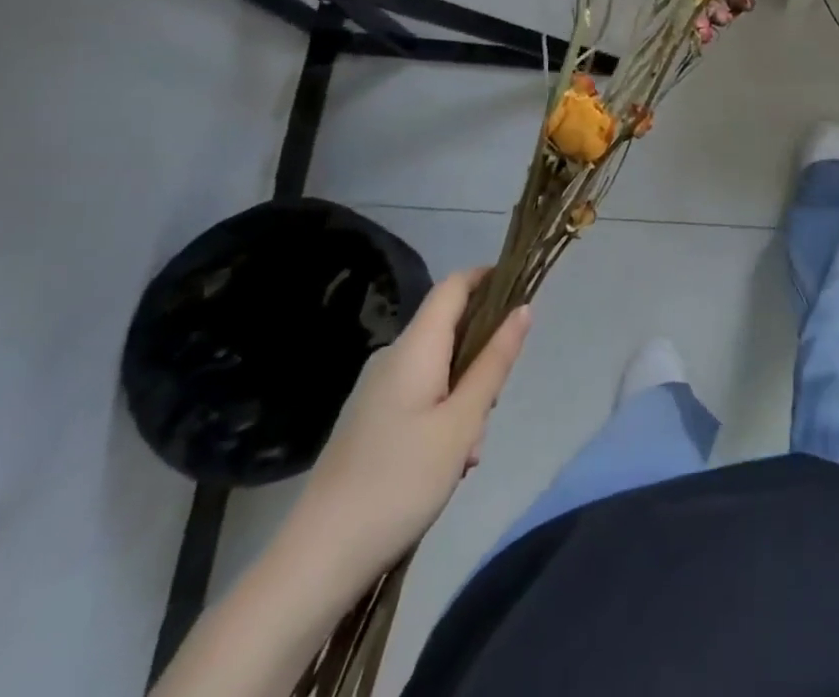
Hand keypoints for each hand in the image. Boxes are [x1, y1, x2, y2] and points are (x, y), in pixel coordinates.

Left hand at [276, 269, 530, 604]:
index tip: (522, 293)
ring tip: (468, 452)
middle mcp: (393, 358)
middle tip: (494, 406)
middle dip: (483, 357)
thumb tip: (522, 310)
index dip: (489, 278)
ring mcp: (377, 391)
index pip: (455, 285)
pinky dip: (444, 416)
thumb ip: (495, 363)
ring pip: (439, 369)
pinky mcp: (370, 421)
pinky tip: (447, 465)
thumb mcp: (462, 422)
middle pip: (451, 330)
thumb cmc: (399, 482)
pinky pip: (420, 396)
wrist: (316, 561)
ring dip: (466, 396)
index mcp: (415, 347)